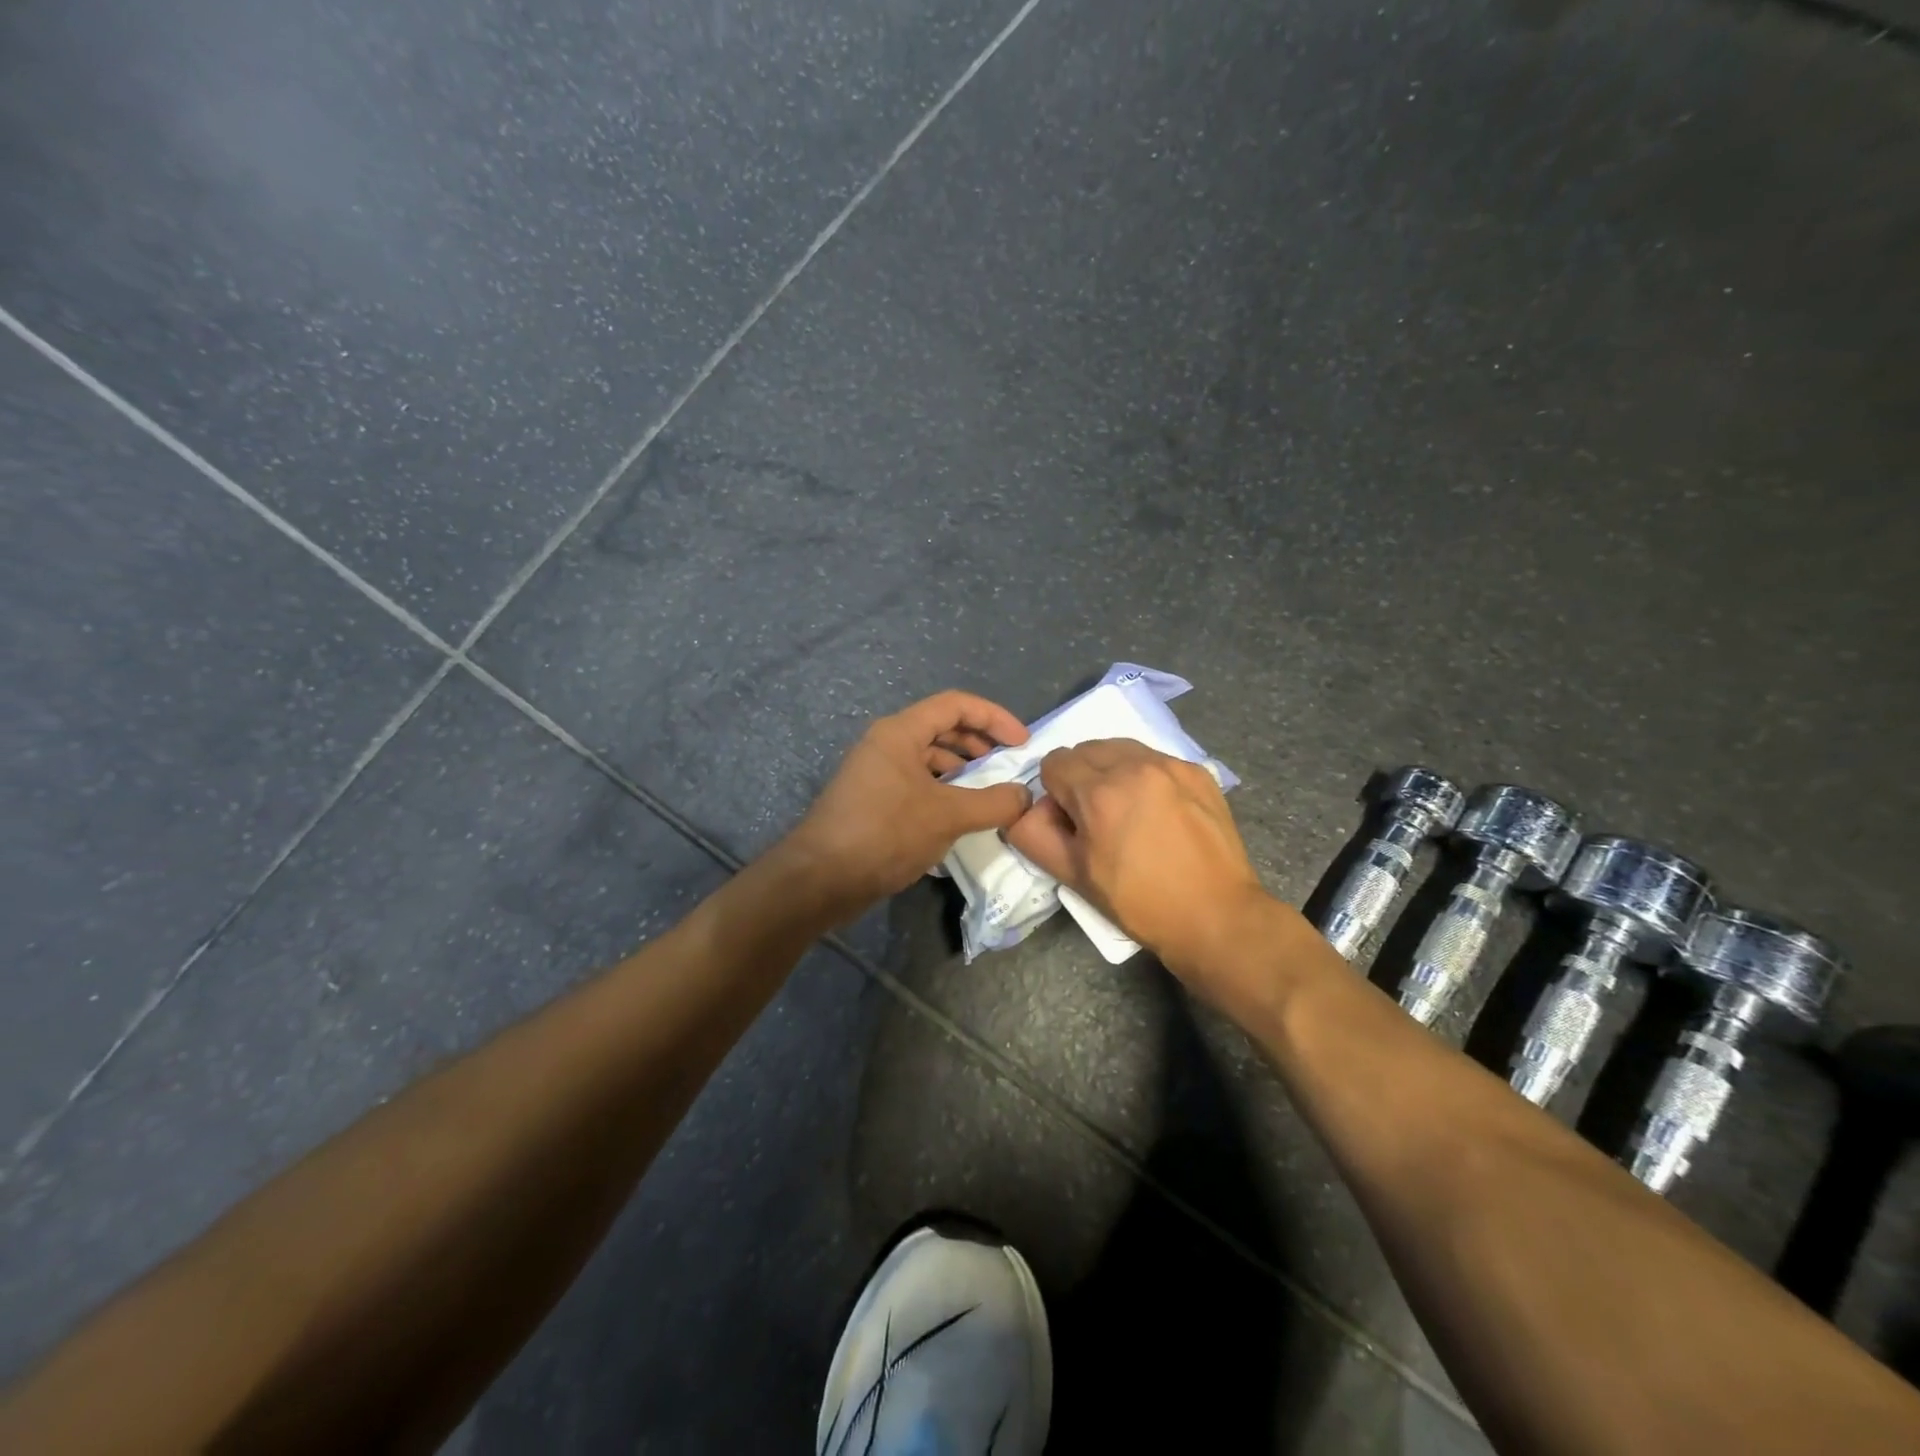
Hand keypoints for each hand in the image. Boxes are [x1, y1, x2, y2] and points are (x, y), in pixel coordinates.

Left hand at [781, 691, 1034, 921]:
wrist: (822, 878)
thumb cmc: (886, 833)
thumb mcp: (948, 816)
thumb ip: (993, 803)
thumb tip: (1024, 796)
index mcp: (900, 732)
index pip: (955, 705)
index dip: (994, 717)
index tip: (1021, 743)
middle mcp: (886, 744)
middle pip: (941, 727)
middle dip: (979, 742)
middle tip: (1006, 765)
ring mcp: (877, 772)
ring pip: (928, 757)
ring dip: (962, 769)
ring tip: (988, 793)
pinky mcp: (873, 800)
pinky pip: (917, 782)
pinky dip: (943, 791)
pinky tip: (959, 815)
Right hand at [1005, 739, 1274, 977]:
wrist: (1215, 915)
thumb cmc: (1138, 902)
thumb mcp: (1073, 877)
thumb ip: (1034, 835)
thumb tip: (1026, 809)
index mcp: (1098, 792)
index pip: (1054, 762)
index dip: (1055, 794)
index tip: (1073, 823)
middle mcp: (1134, 765)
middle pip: (1086, 748)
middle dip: (1082, 777)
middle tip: (1098, 818)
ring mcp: (1171, 765)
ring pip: (1121, 748)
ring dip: (1112, 770)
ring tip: (1129, 810)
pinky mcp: (1197, 771)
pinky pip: (1155, 759)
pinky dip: (1146, 776)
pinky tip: (1160, 811)